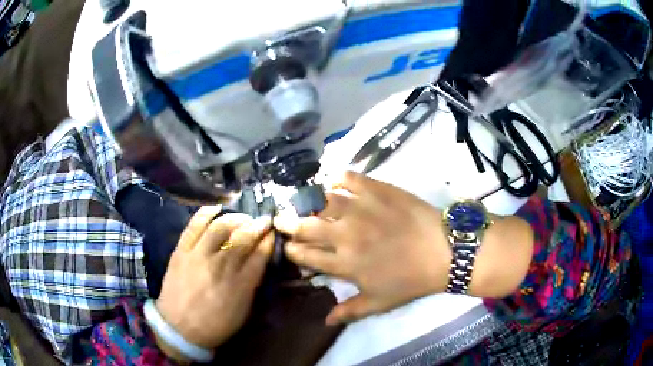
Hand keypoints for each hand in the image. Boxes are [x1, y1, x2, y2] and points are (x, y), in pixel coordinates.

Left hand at [155, 207, 273, 352]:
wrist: (179, 328)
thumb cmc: (215, 324)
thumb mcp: (242, 311)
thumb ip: (252, 285)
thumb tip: (259, 262)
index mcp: (239, 286)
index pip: (259, 255)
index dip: (268, 241)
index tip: (272, 232)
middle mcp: (220, 267)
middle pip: (242, 238)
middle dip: (256, 225)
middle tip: (262, 221)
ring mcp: (198, 256)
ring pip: (219, 228)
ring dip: (235, 218)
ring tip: (242, 217)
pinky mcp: (181, 251)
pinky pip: (193, 227)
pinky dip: (205, 214)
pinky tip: (216, 208)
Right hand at [274, 171, 451, 324]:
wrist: (443, 251)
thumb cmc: (411, 281)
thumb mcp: (379, 303)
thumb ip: (350, 311)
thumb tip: (326, 321)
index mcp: (344, 264)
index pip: (305, 255)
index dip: (292, 250)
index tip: (289, 247)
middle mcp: (344, 235)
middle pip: (305, 226)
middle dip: (287, 223)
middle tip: (282, 219)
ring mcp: (360, 209)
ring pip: (321, 201)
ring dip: (308, 202)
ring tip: (303, 201)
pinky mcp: (377, 190)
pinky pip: (349, 178)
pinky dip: (339, 178)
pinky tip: (336, 182)